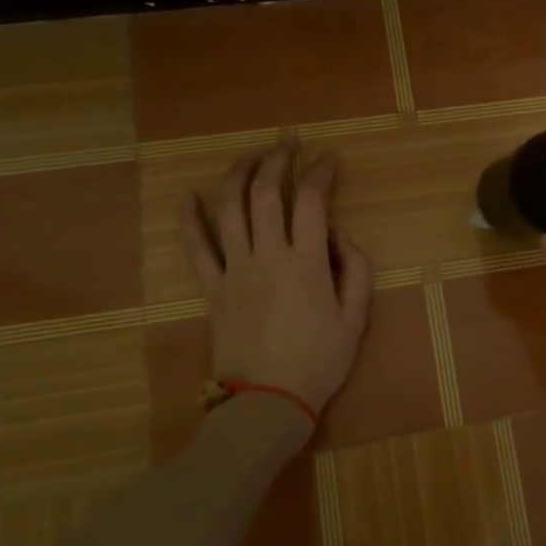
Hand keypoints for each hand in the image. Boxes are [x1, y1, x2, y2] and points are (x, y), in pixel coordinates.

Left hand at [181, 143, 372, 420]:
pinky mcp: (212, 288)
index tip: (328, 159)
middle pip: (265, 193)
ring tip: (249, 156)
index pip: (311, 201)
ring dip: (238, 174)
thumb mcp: (356, 319)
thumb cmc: (319, 362)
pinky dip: (190, 219)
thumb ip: (355, 269)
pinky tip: (188, 196)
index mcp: (306, 262)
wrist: (267, 401)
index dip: (320, 173)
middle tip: (287, 143)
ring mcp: (234, 270)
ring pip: (229, 209)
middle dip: (277, 160)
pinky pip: (196, 247)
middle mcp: (267, 255)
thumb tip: (338, 234)